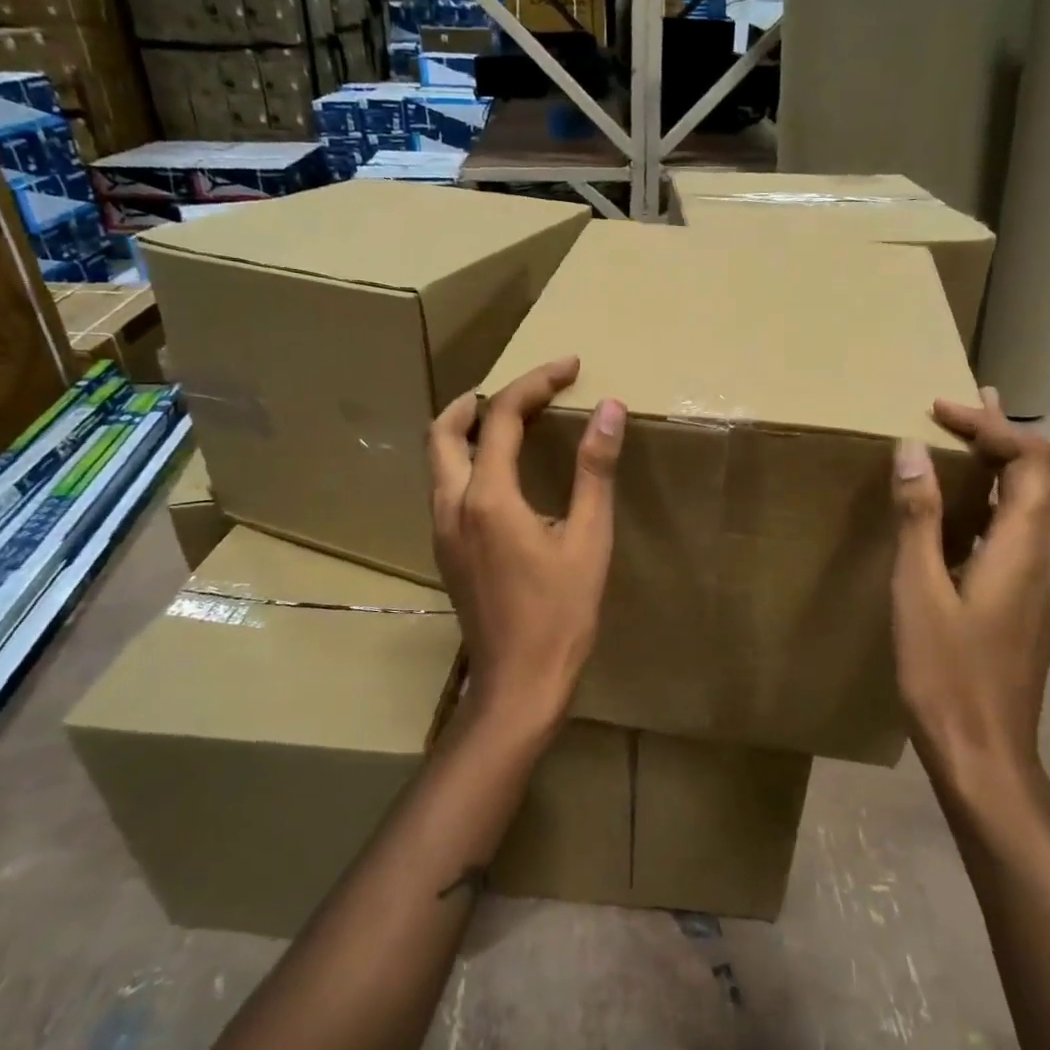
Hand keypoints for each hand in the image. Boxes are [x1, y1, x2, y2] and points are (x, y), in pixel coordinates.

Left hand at [428, 356, 625, 732]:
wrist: (518, 684)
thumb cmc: (561, 615)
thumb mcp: (589, 540)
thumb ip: (595, 471)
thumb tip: (610, 410)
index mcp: (488, 498)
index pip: (503, 417)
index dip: (536, 383)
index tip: (569, 366)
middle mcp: (452, 505)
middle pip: (445, 429)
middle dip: (482, 398)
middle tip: (525, 390)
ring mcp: (442, 530)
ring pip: (438, 458)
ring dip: (467, 427)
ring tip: (511, 420)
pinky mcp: (445, 550)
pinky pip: (444, 485)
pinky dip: (466, 459)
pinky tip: (501, 473)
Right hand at [889, 389, 1049, 798]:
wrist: (985, 759)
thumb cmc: (946, 674)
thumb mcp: (918, 591)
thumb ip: (918, 519)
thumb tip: (913, 451)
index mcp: (1024, 548)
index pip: (1032, 460)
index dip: (993, 425)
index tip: (941, 410)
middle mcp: (1044, 560)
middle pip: (1036, 480)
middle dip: (998, 437)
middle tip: (958, 407)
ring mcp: (1040, 589)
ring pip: (1024, 512)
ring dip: (991, 475)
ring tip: (952, 452)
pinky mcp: (1026, 611)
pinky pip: (1012, 542)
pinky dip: (985, 512)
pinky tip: (952, 526)